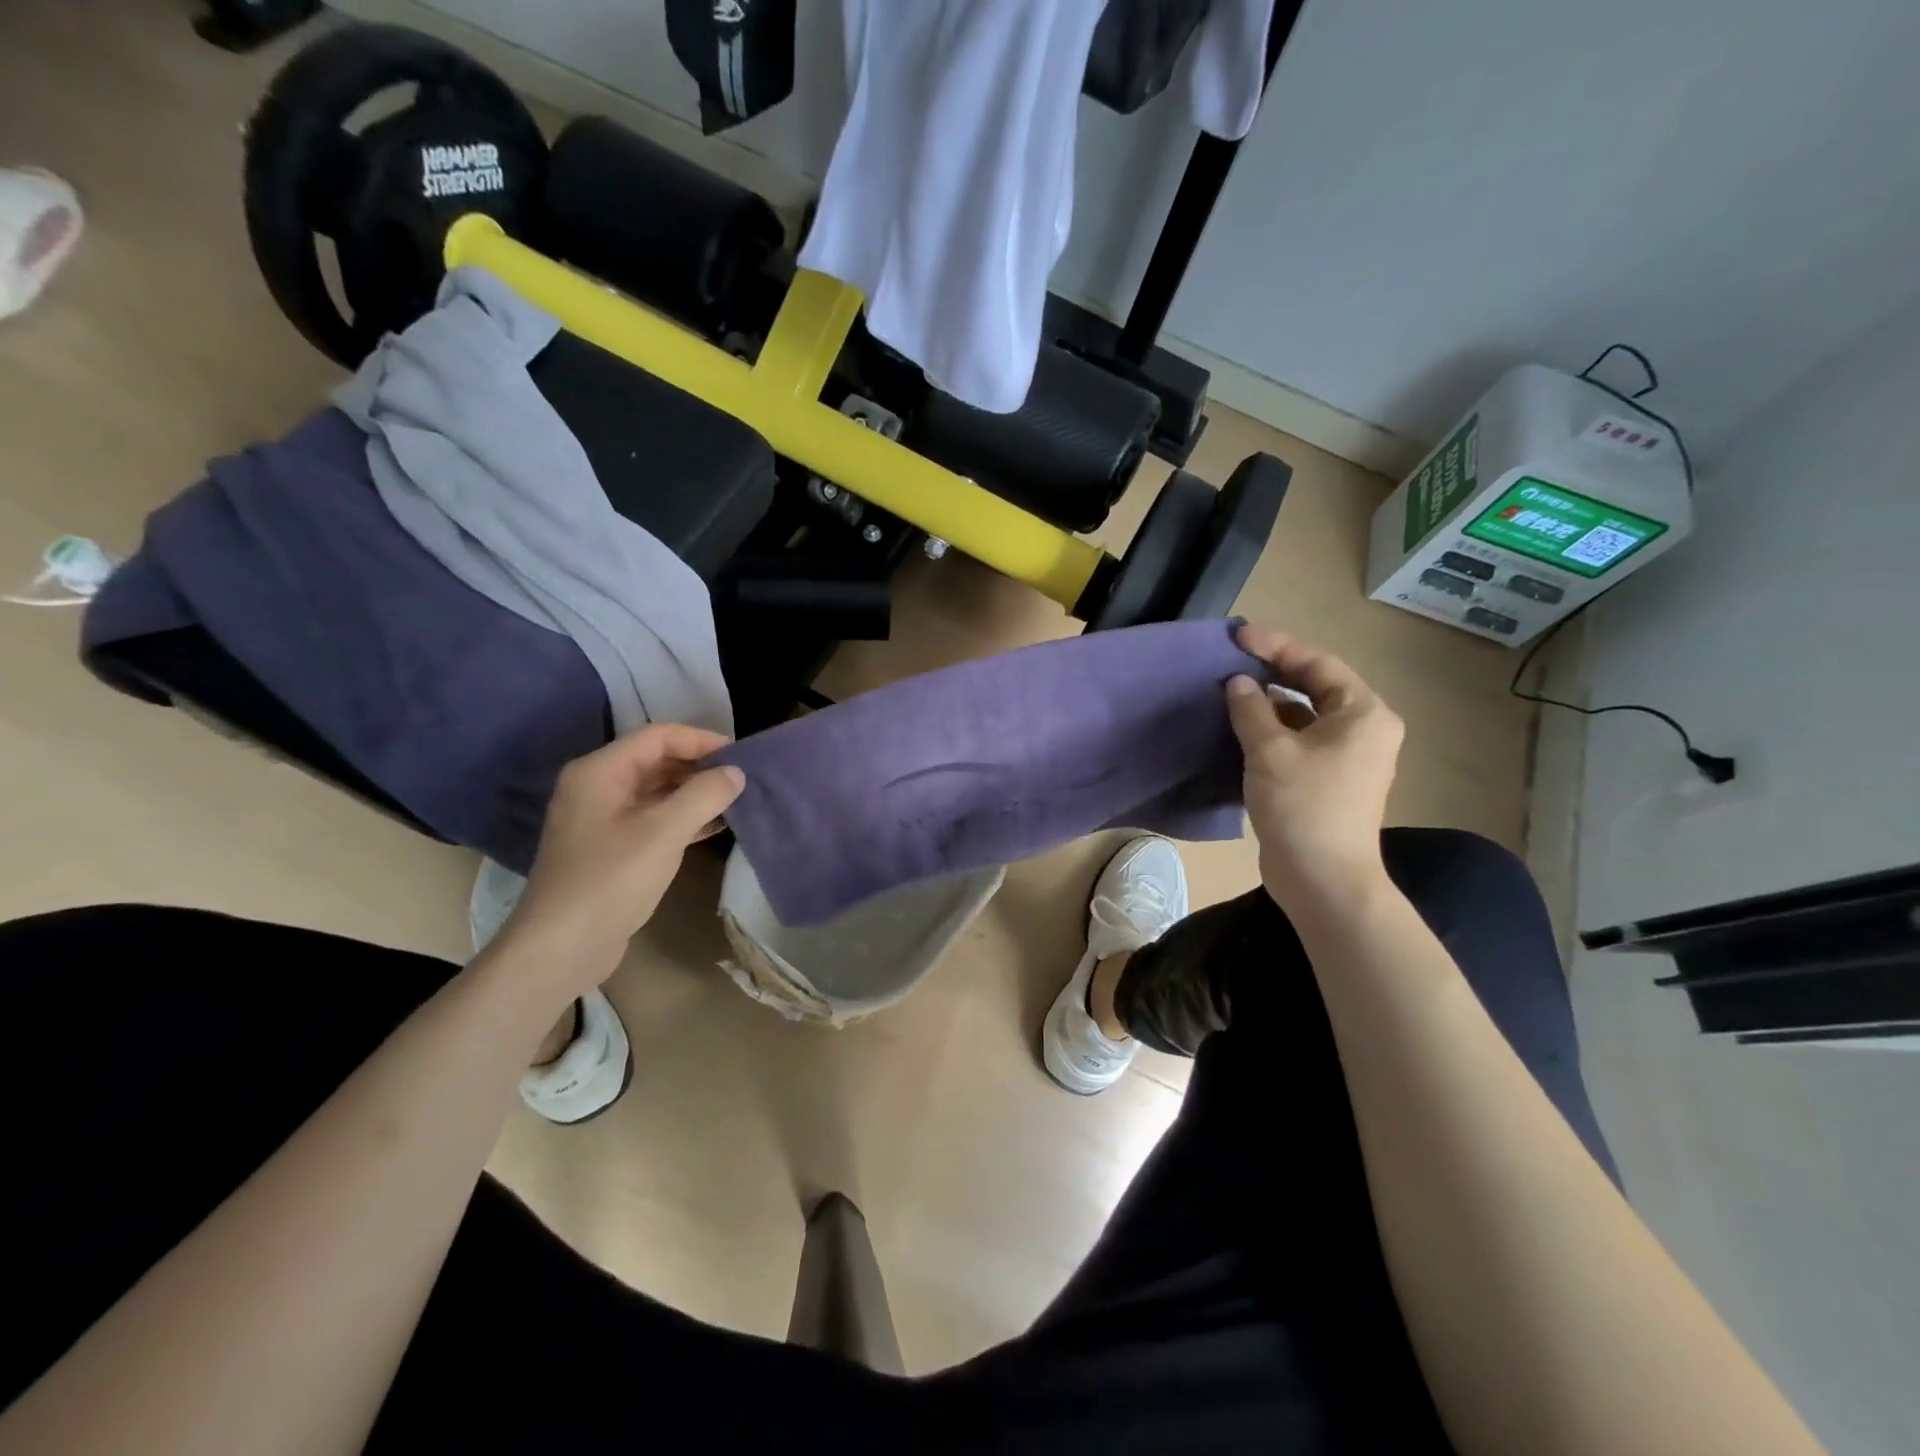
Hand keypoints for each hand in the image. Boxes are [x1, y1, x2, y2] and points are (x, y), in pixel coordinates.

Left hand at [498, 725, 744, 993]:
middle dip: (700, 766)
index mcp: (600, 771)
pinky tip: (715, 826)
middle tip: (744, 779)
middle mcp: (597, 786)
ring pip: (657, 790)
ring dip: (695, 792)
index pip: (658, 736)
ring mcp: (602, 818)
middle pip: (657, 760)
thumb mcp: (663, 833)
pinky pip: (653, 817)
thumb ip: (704, 796)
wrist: (560, 948)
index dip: (702, 740)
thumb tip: (736, 772)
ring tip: (737, 800)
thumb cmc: (610, 881)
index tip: (741, 756)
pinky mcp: (611, 847)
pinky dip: (683, 817)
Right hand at [1225, 623, 1403, 909]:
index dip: (1276, 646)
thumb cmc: (1303, 806)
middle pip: (1317, 685)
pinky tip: (1245, 728)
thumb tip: (1238, 683)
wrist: (1322, 879)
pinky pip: (1303, 739)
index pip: (1318, 664)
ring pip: (1308, 714)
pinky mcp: (1332, 779)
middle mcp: (1365, 729)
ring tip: (1233, 690)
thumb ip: (1251, 709)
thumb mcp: (1269, 750)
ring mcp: (1351, 756)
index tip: (1238, 636)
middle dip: (1275, 671)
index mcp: (1363, 713)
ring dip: (1272, 702)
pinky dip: (1275, 729)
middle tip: (1234, 658)